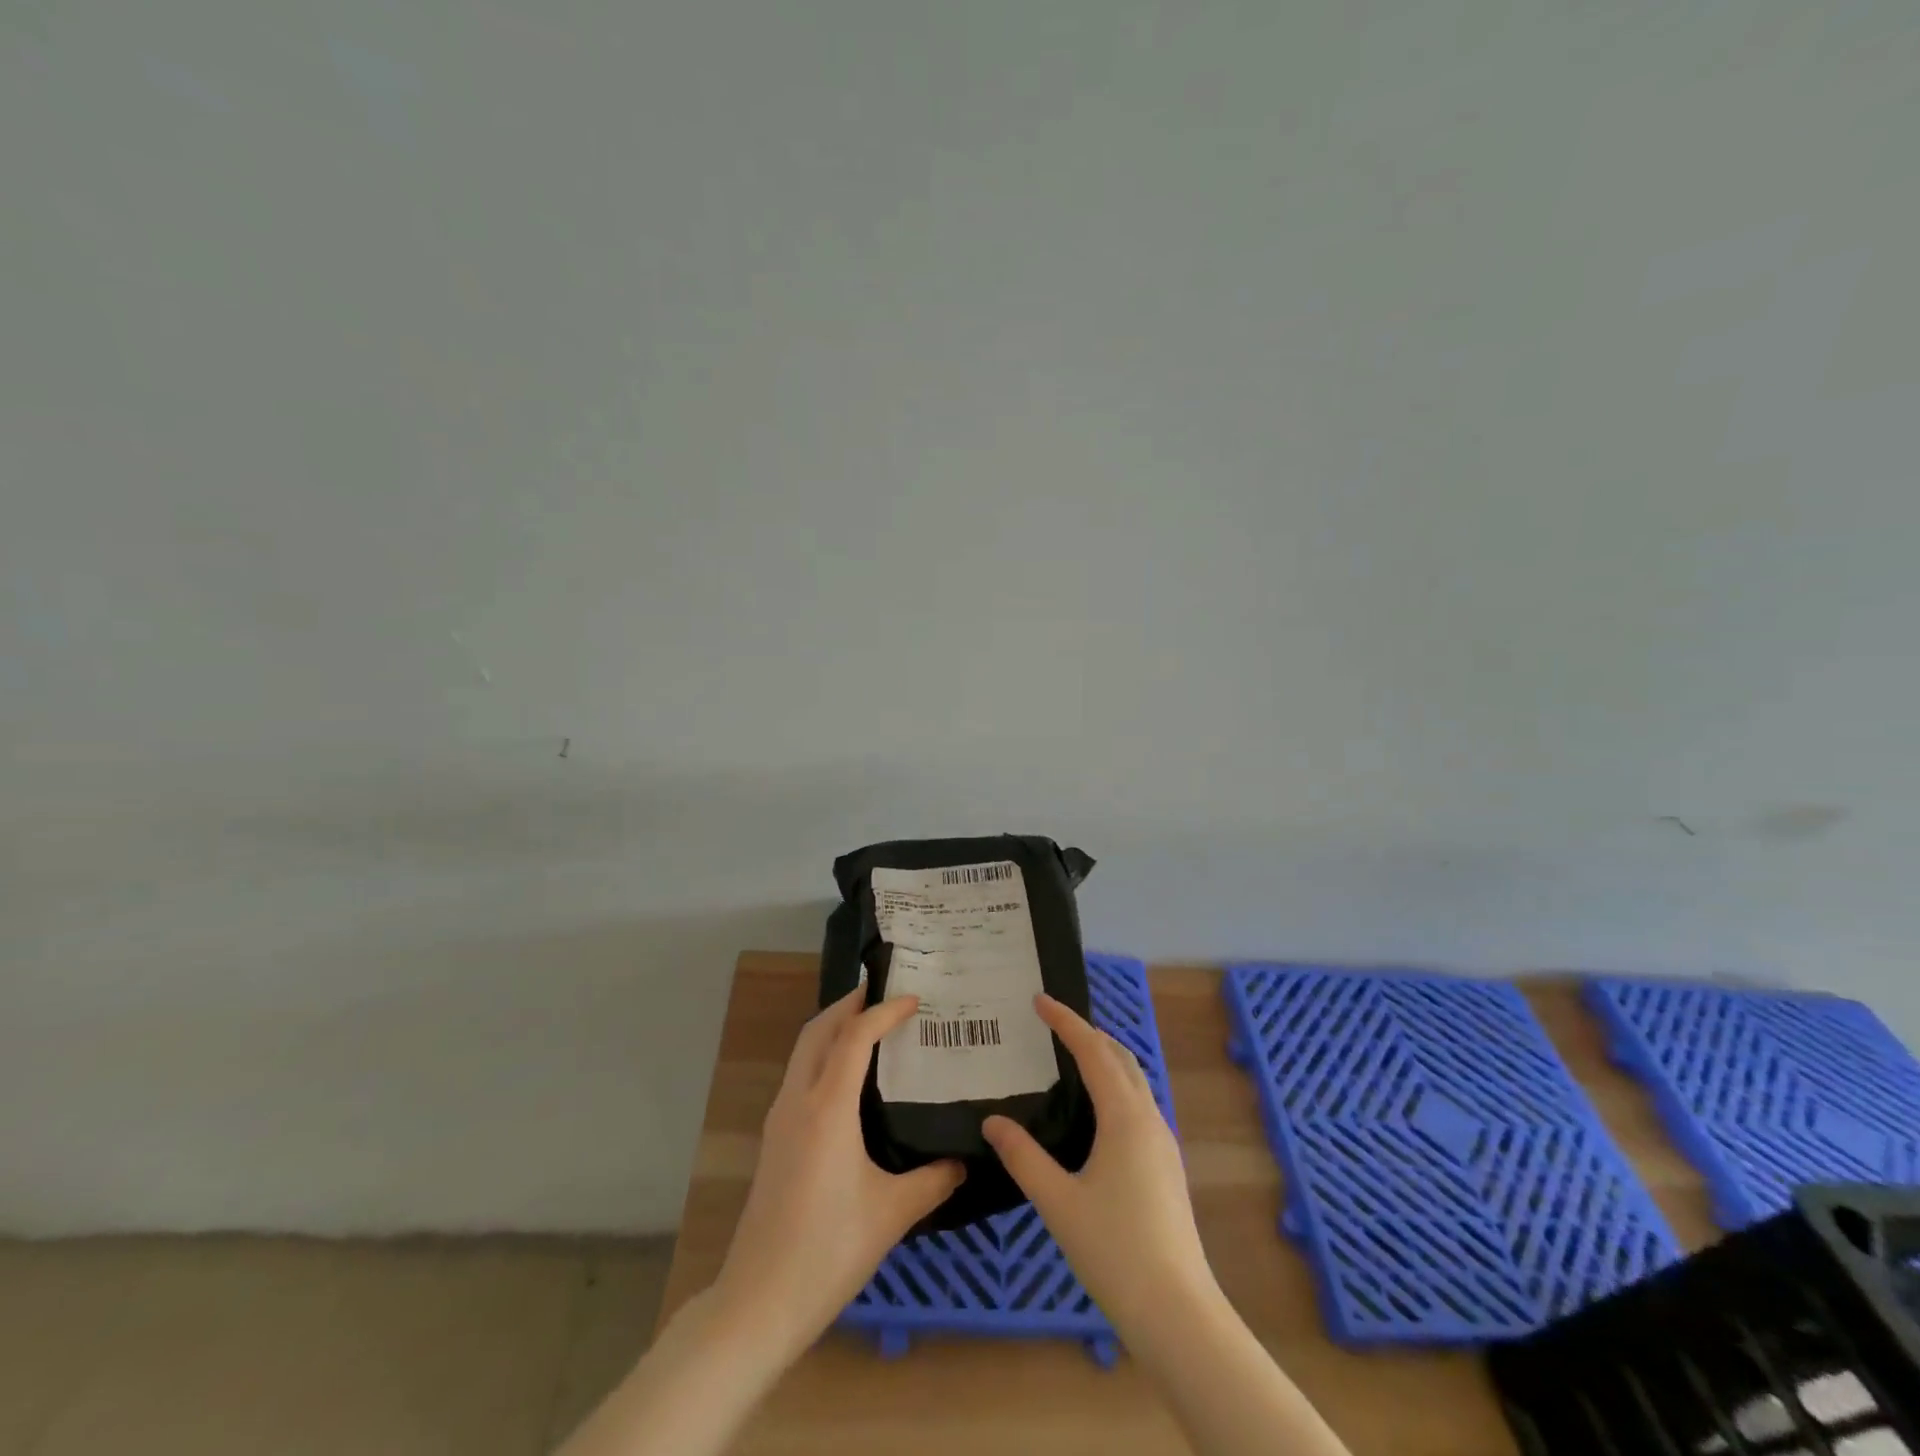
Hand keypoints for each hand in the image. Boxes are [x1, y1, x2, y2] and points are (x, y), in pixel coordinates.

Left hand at [710, 988, 964, 1357]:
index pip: (854, 1037)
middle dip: (850, 1004)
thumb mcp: (893, 1213)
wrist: (759, 1301)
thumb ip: (934, 1179)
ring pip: (803, 1050)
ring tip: (869, 1024)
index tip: (914, 1000)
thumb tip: (965, 1160)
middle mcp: (798, 1100)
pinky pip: (799, 1074)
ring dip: (833, 1027)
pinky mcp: (774, 1137)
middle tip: (885, 993)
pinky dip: (823, 1054)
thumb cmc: (829, 1250)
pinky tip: (847, 1076)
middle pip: (818, 1030)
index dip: (884, 1011)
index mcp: (827, 1108)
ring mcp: (779, 1118)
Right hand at [982, 994, 1215, 1331]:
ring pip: (1135, 1080)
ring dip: (1106, 1058)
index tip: (1040, 1000)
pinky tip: (1096, 1112)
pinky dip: (1116, 1085)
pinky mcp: (1167, 1165)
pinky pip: (1139, 1104)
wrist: (1178, 1312)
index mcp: (1124, 1117)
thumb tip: (993, 1121)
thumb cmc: (1114, 1250)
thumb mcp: (1058, 1202)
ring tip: (1071, 1058)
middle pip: (1120, 1057)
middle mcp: (1149, 1118)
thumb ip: (1023, 1157)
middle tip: (1053, 1024)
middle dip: (1089, 1032)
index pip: (1093, 1051)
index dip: (1066, 1021)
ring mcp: (1163, 1142)